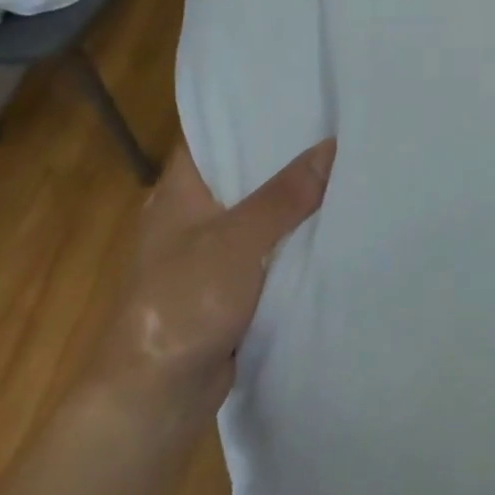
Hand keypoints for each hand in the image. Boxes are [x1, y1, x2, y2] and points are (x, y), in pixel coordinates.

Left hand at [91, 138, 333, 435]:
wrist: (153, 399)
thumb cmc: (183, 303)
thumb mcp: (238, 240)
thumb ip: (284, 196)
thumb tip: (330, 146)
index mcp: (179, 189)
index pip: (215, 133)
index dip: (252, 112)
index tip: (298, 96)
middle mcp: (191, 213)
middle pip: (243, 172)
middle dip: (284, 156)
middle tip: (335, 127)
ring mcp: (207, 252)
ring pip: (257, 213)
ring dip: (291, 201)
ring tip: (342, 167)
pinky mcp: (224, 287)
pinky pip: (264, 250)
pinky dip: (289, 240)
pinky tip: (328, 226)